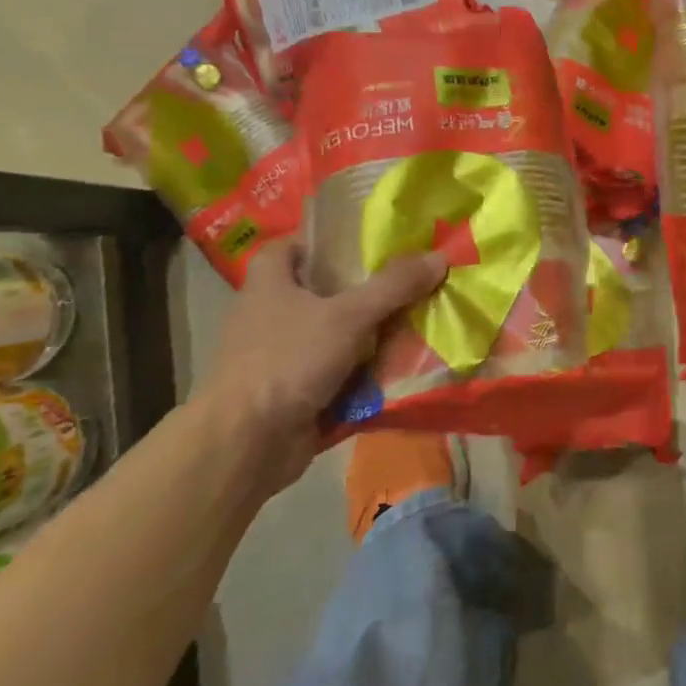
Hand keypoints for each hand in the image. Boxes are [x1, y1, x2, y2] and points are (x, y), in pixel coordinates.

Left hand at [195, 240, 445, 488]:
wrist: (245, 445)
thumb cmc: (288, 360)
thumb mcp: (349, 315)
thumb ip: (395, 286)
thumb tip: (440, 256)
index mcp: (269, 284)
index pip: (291, 247)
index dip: (324, 241)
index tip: (366, 243)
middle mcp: (270, 316)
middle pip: (324, 291)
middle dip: (366, 290)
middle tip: (410, 282)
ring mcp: (282, 357)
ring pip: (336, 334)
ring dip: (372, 334)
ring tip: (419, 322)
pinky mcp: (294, 392)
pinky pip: (339, 372)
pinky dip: (365, 372)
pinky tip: (402, 367)